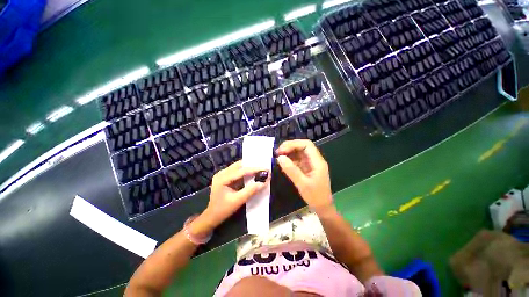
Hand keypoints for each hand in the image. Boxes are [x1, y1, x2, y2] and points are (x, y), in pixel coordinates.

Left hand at [193, 161, 268, 234]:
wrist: (211, 216)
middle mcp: (222, 173)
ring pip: (239, 167)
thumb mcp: (238, 201)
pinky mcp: (225, 177)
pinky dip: (246, 172)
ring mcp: (223, 174)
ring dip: (249, 168)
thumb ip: (251, 191)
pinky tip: (253, 174)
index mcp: (222, 178)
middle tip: (264, 168)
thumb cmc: (223, 210)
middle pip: (239, 165)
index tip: (266, 169)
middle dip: (252, 166)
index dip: (255, 169)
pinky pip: (237, 171)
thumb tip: (264, 182)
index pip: (242, 171)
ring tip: (260, 170)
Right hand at [276, 140, 332, 212]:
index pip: (306, 145)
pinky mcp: (307, 167)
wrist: (322, 207)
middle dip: (289, 147)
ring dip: (289, 152)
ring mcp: (311, 163)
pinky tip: (283, 162)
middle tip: (278, 152)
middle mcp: (315, 160)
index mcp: (317, 162)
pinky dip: (290, 159)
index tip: (281, 150)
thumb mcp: (302, 184)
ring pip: (299, 152)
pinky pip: (298, 159)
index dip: (293, 144)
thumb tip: (280, 158)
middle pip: (302, 146)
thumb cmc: (315, 196)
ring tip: (278, 156)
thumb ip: (291, 170)